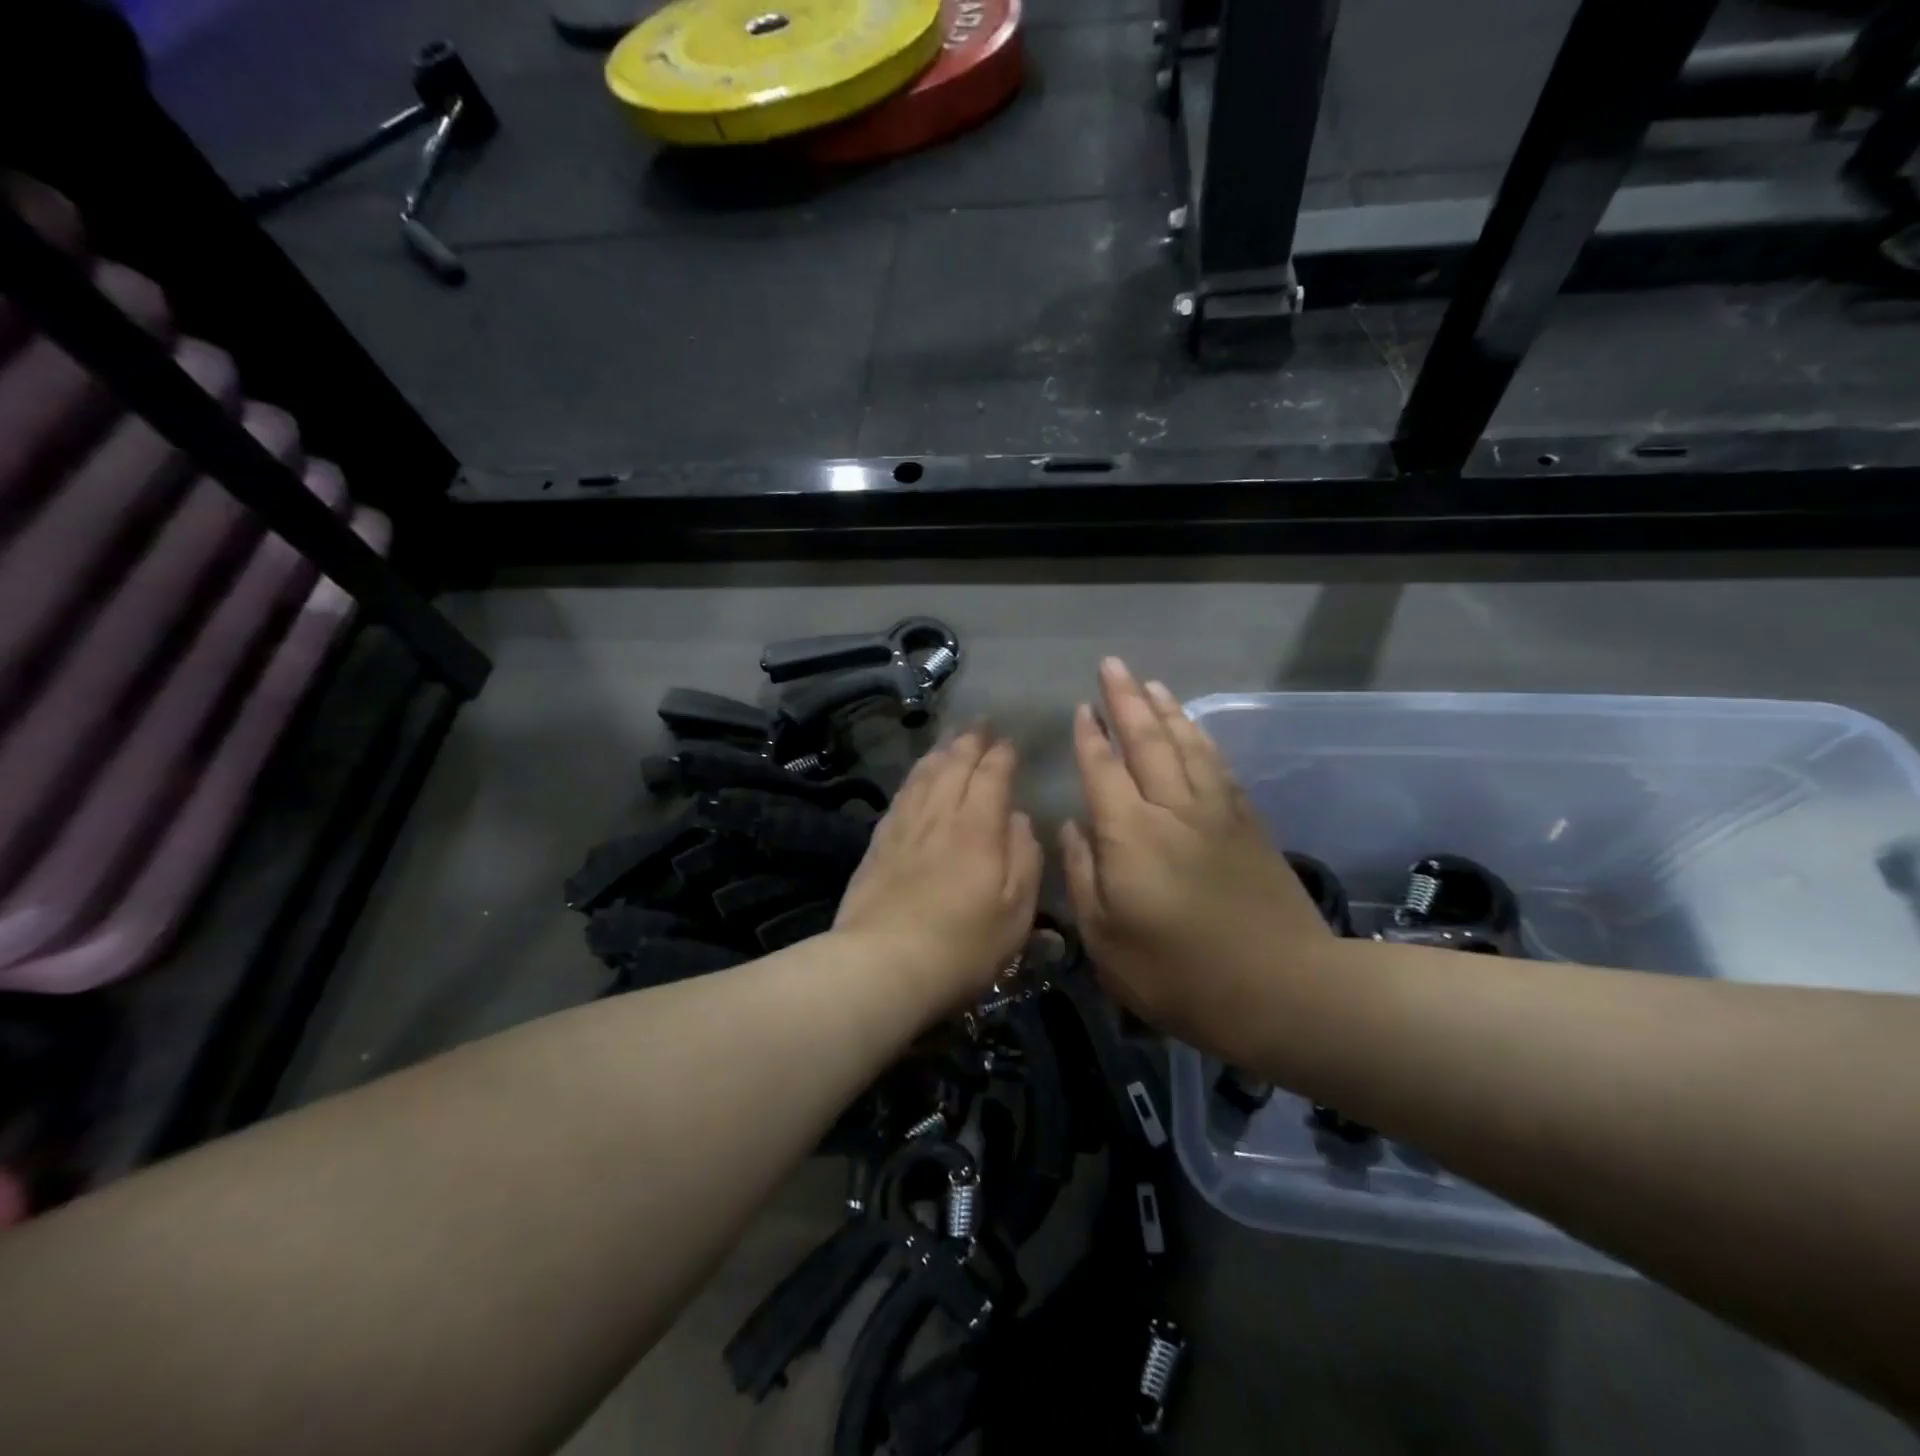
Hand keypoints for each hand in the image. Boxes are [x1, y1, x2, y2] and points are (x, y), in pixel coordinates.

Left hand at [834, 728, 1042, 1012]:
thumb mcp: (1016, 912)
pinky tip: (916, 776)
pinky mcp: (879, 843)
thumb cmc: (962, 946)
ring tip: (950, 739)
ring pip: (924, 774)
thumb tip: (1018, 819)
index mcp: (978, 828)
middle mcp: (940, 815)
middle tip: (980, 724)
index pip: (991, 775)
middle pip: (954, 765)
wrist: (883, 965)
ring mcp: (904, 826)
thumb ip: (1024, 858)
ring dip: (941, 752)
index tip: (1009, 743)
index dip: (1002, 755)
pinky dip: (914, 776)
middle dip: (970, 741)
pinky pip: (901, 795)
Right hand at [1061, 658, 1332, 1058]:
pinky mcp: (1249, 824)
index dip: (1089, 737)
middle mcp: (1172, 809)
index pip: (1103, 770)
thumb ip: (1082, 876)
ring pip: (1187, 745)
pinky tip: (1195, 730)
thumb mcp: (1107, 941)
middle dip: (1125, 700)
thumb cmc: (1179, 976)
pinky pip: (1218, 767)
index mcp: (1130, 835)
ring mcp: (1216, 813)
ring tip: (1150, 684)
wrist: (1283, 990)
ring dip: (1166, 710)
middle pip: (1147, 741)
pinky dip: (1202, 740)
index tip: (1081, 707)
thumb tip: (1072, 826)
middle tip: (1112, 665)